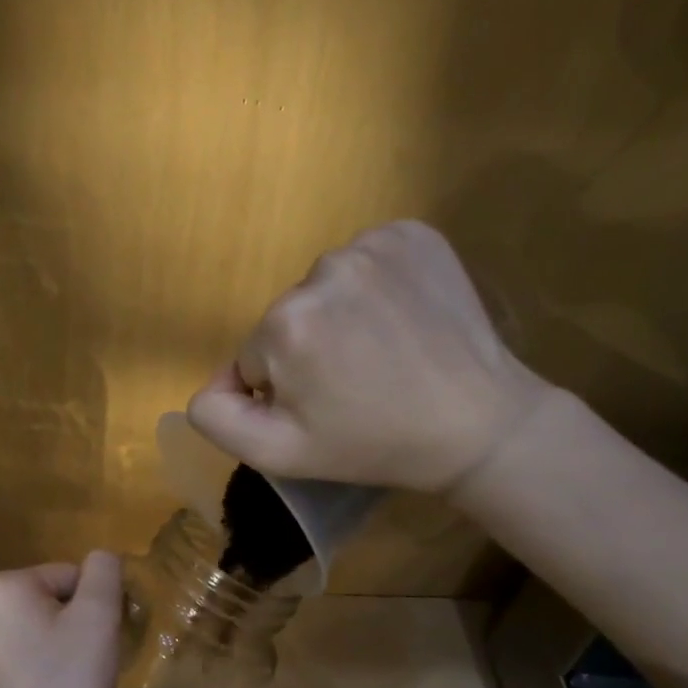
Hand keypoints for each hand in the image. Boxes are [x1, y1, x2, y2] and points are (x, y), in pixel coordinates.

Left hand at [0, 553, 123, 687]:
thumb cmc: (68, 685)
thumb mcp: (99, 618)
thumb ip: (104, 572)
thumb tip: (100, 558)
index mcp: (2, 586)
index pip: (67, 577)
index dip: (92, 607)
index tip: (98, 642)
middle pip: (41, 601)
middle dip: (66, 624)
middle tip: (83, 663)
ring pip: (22, 630)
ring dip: (45, 646)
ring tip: (61, 683)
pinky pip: (4, 659)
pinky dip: (24, 670)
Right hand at [187, 220, 550, 493]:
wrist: (478, 423)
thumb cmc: (372, 445)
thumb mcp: (279, 454)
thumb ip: (217, 417)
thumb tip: (210, 383)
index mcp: (284, 324)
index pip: (254, 357)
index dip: (283, 388)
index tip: (326, 406)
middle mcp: (321, 268)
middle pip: (288, 317)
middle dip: (309, 349)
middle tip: (357, 383)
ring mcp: (372, 244)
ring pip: (325, 288)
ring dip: (341, 316)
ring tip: (384, 352)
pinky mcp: (413, 233)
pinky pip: (366, 259)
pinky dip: (376, 286)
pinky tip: (402, 319)